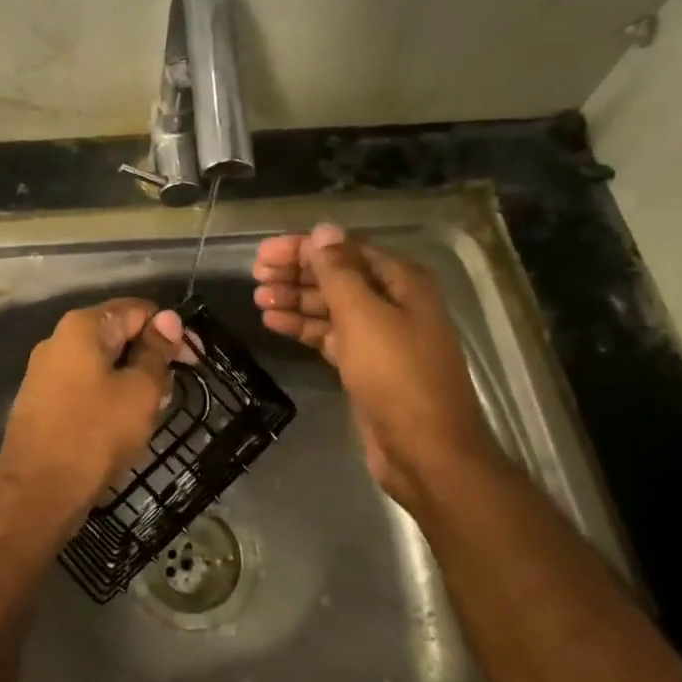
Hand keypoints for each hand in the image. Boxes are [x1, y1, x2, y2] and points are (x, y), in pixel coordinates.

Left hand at [0, 298, 184, 548]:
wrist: (37, 492)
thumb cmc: (95, 434)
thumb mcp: (140, 391)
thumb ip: (156, 352)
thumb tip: (168, 319)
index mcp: (82, 327)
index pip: (138, 309)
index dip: (172, 330)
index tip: (195, 361)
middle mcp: (58, 339)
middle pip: (117, 332)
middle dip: (151, 355)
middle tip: (176, 388)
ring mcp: (45, 370)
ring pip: (102, 361)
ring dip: (133, 377)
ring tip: (154, 408)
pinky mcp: (42, 400)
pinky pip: (85, 384)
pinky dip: (110, 394)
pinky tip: (124, 420)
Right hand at [253, 223, 504, 512]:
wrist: (425, 451)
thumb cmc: (397, 376)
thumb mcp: (363, 316)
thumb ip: (339, 272)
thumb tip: (323, 230)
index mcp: (402, 283)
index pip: (346, 250)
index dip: (304, 248)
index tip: (263, 254)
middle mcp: (394, 303)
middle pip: (338, 277)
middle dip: (297, 273)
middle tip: (256, 276)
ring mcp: (381, 337)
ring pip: (331, 308)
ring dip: (296, 300)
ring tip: (258, 299)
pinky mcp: (366, 366)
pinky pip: (330, 336)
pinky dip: (304, 328)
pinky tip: (274, 323)